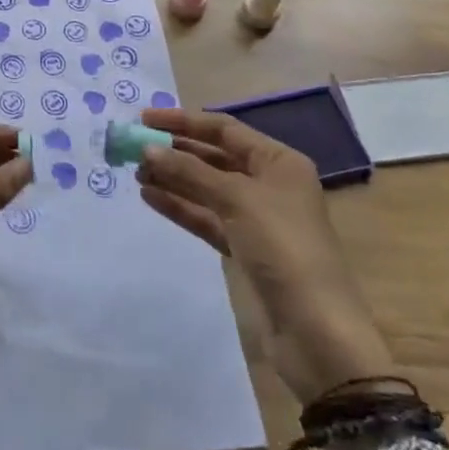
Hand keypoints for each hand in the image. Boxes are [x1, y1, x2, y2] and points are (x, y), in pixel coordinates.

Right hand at [136, 107, 395, 404]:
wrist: (314, 330)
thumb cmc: (283, 247)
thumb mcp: (236, 199)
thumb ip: (189, 171)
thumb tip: (147, 149)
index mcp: (278, 162)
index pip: (224, 129)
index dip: (184, 121)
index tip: (145, 119)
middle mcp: (268, 184)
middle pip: (213, 157)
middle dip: (175, 151)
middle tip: (134, 148)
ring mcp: (255, 219)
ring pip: (205, 188)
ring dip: (172, 178)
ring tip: (136, 172)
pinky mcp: (242, 249)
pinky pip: (205, 217)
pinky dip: (179, 206)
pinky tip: (150, 196)